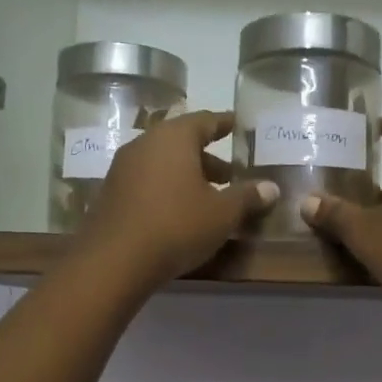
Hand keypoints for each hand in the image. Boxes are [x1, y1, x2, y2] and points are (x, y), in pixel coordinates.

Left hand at [77, 110, 278, 290]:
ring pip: (163, 163)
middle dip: (208, 157)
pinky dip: (167, 189)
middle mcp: (145, 144)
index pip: (205, 120)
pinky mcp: (111, 193)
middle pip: (182, 142)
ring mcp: (123, 168)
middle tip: (231, 175)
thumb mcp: (222, 214)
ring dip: (187, 175)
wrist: (114, 261)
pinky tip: (180, 212)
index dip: (224, 124)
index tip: (237, 125)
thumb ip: (247, 197)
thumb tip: (271, 188)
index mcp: (174, 138)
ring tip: (209, 197)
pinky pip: (147, 181)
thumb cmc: (177, 226)